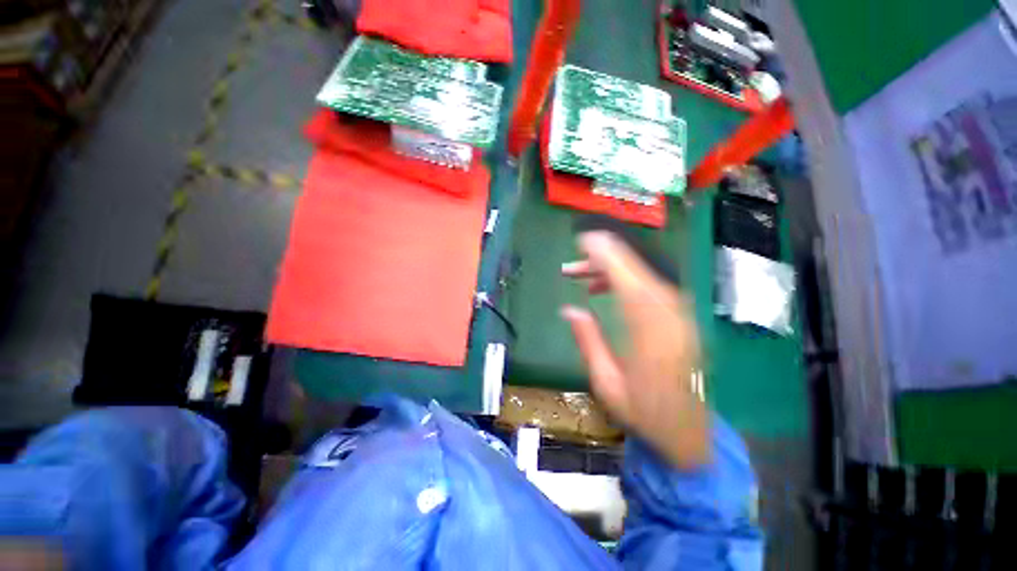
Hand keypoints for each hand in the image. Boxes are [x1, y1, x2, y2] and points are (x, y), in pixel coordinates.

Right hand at [561, 231, 708, 468]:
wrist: (690, 431)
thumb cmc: (645, 411)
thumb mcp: (606, 382)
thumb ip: (588, 341)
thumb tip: (569, 309)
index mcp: (649, 328)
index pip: (626, 276)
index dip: (604, 253)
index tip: (582, 241)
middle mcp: (669, 312)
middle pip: (634, 269)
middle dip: (601, 260)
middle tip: (571, 268)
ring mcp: (678, 312)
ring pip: (642, 274)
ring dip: (611, 270)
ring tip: (583, 279)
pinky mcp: (679, 316)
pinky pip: (649, 286)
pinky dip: (626, 281)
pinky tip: (606, 289)